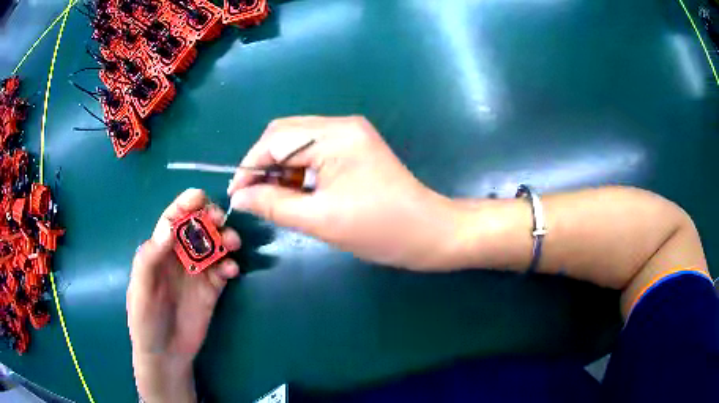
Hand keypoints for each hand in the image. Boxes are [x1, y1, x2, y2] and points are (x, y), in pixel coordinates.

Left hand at [127, 189, 241, 401]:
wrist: (165, 354)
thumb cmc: (145, 320)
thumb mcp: (140, 289)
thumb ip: (151, 258)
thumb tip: (168, 227)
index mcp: (159, 250)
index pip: (172, 219)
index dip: (185, 205)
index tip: (200, 198)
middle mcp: (179, 255)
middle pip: (197, 227)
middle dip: (210, 218)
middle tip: (220, 221)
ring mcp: (197, 272)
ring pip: (214, 245)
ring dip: (225, 238)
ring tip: (232, 244)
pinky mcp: (212, 289)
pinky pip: (223, 270)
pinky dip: (230, 265)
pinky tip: (232, 271)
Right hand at [226, 116, 459, 269]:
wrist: (429, 233)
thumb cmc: (380, 228)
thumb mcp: (320, 220)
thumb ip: (273, 204)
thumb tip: (239, 198)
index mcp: (334, 135)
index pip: (276, 140)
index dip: (250, 166)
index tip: (235, 194)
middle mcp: (341, 125)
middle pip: (285, 135)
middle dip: (263, 164)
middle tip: (252, 196)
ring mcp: (350, 135)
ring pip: (298, 143)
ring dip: (280, 168)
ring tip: (272, 198)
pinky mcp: (355, 148)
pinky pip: (314, 152)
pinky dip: (298, 170)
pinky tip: (294, 191)